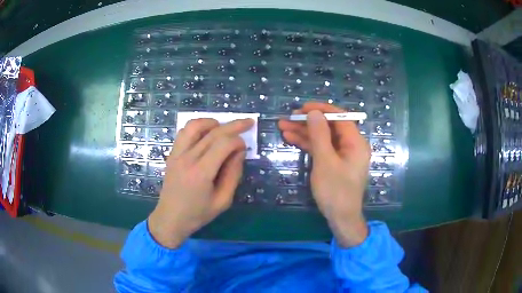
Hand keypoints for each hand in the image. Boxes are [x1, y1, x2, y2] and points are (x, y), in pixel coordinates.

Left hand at [148, 118, 253, 247]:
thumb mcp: (223, 201)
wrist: (170, 218)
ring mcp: (177, 154)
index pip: (223, 144)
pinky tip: (206, 133)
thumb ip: (233, 175)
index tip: (245, 147)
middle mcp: (187, 158)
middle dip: (233, 125)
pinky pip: (184, 132)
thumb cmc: (198, 214)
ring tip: (223, 127)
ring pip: (194, 126)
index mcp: (201, 172)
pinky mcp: (172, 154)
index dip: (238, 141)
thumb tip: (240, 152)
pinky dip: (197, 127)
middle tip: (248, 122)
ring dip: (212, 122)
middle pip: (212, 132)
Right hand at [279, 102, 370, 246]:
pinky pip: (322, 148)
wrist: (340, 218)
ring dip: (304, 132)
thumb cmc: (335, 191)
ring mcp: (342, 154)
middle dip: (308, 122)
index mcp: (355, 142)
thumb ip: (319, 135)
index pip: (339, 118)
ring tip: (283, 126)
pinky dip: (308, 144)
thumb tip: (314, 112)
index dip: (321, 110)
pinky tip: (291, 138)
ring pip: (323, 137)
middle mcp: (351, 145)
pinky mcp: (335, 162)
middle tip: (288, 118)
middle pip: (329, 127)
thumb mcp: (325, 161)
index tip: (302, 108)